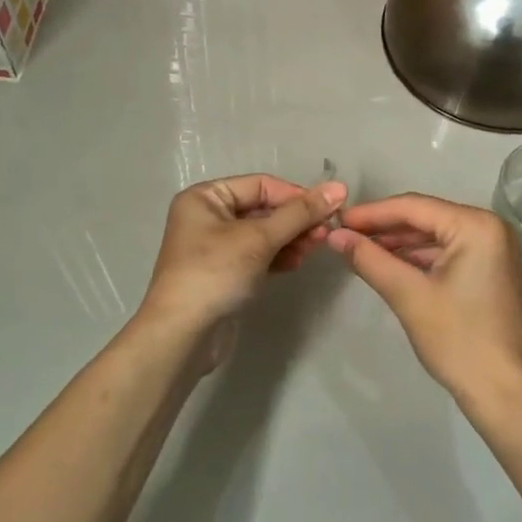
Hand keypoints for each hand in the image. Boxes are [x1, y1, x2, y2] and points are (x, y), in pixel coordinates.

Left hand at [140, 174, 345, 336]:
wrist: (182, 336)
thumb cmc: (215, 274)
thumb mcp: (259, 238)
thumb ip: (300, 213)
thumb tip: (339, 187)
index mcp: (205, 197)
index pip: (261, 185)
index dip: (296, 195)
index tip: (329, 210)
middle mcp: (207, 217)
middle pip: (263, 209)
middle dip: (295, 220)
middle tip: (325, 234)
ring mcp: (215, 247)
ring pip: (263, 234)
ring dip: (291, 239)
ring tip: (314, 249)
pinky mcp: (225, 274)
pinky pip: (258, 255)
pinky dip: (278, 256)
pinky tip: (296, 263)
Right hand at [327, 193, 521, 405]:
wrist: (503, 392)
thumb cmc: (458, 339)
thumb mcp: (408, 295)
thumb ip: (369, 259)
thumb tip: (334, 235)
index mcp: (477, 225)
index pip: (414, 207)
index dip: (371, 213)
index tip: (337, 219)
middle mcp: (490, 228)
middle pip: (426, 218)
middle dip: (383, 228)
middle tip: (343, 235)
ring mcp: (493, 249)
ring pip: (434, 236)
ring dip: (398, 244)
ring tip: (358, 249)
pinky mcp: (490, 270)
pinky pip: (447, 253)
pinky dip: (417, 259)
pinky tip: (388, 264)